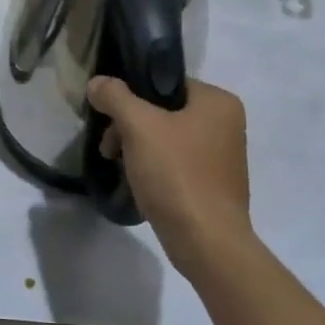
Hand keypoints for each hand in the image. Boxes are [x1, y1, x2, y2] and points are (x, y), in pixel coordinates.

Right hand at [86, 77, 253, 275]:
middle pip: (164, 111)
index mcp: (219, 102)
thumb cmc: (177, 174)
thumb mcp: (138, 126)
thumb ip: (115, 97)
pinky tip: (138, 184)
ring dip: (139, 149)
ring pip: (168, 139)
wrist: (207, 242)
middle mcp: (227, 124)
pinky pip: (177, 164)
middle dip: (130, 127)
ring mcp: (223, 157)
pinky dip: (155, 169)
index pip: (166, 82)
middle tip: (109, 148)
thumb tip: (97, 83)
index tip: (109, 119)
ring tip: (119, 168)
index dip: (132, 96)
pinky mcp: (215, 185)